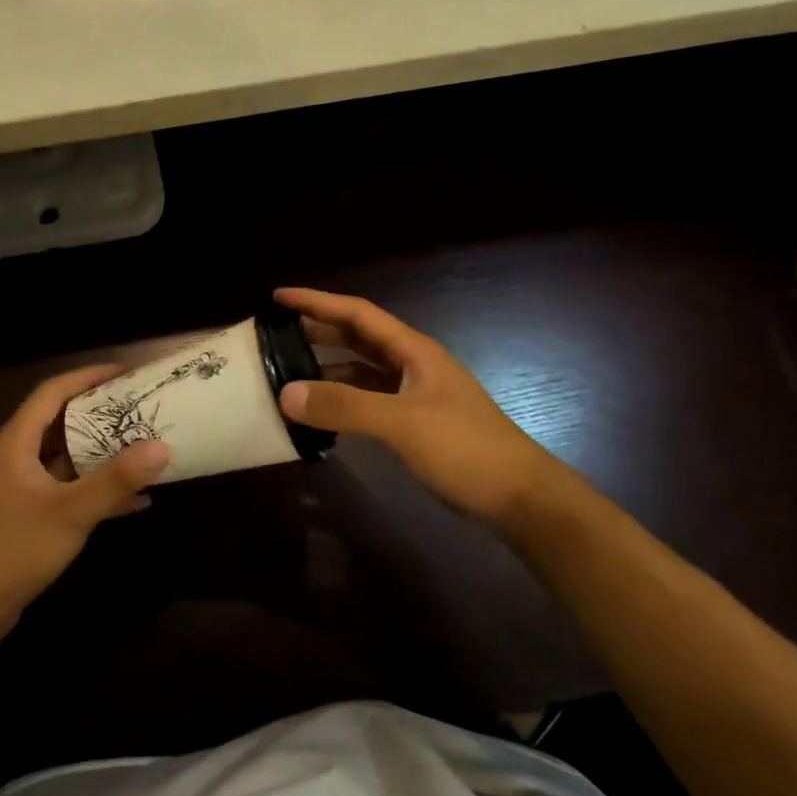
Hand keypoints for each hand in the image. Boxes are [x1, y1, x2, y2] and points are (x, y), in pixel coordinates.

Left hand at [0, 364, 172, 639]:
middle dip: (102, 412)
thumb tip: (161, 447)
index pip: (54, 391)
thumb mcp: (71, 512)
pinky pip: (69, 486)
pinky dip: (97, 487)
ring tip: (144, 443)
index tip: (125, 372)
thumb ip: (116, 481)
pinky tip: (136, 499)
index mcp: (17, 440)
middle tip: (141, 405)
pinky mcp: (30, 511)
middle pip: (62, 419)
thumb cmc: (15, 548)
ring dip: (103, 451)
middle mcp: (17, 454)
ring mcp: (23, 484)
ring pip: (68, 455)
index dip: (88, 376)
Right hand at [275, 287, 573, 524]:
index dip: (318, 301)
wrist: (520, 499)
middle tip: (276, 333)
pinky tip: (321, 412)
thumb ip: (344, 406)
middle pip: (358, 338)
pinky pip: (367, 402)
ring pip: (361, 371)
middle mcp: (413, 367)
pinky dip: (342, 401)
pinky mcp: (414, 426)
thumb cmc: (466, 449)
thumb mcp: (402, 423)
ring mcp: (414, 396)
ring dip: (328, 368)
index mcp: (414, 351)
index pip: (359, 314)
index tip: (279, 297)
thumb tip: (286, 393)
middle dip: (319, 330)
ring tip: (289, 371)